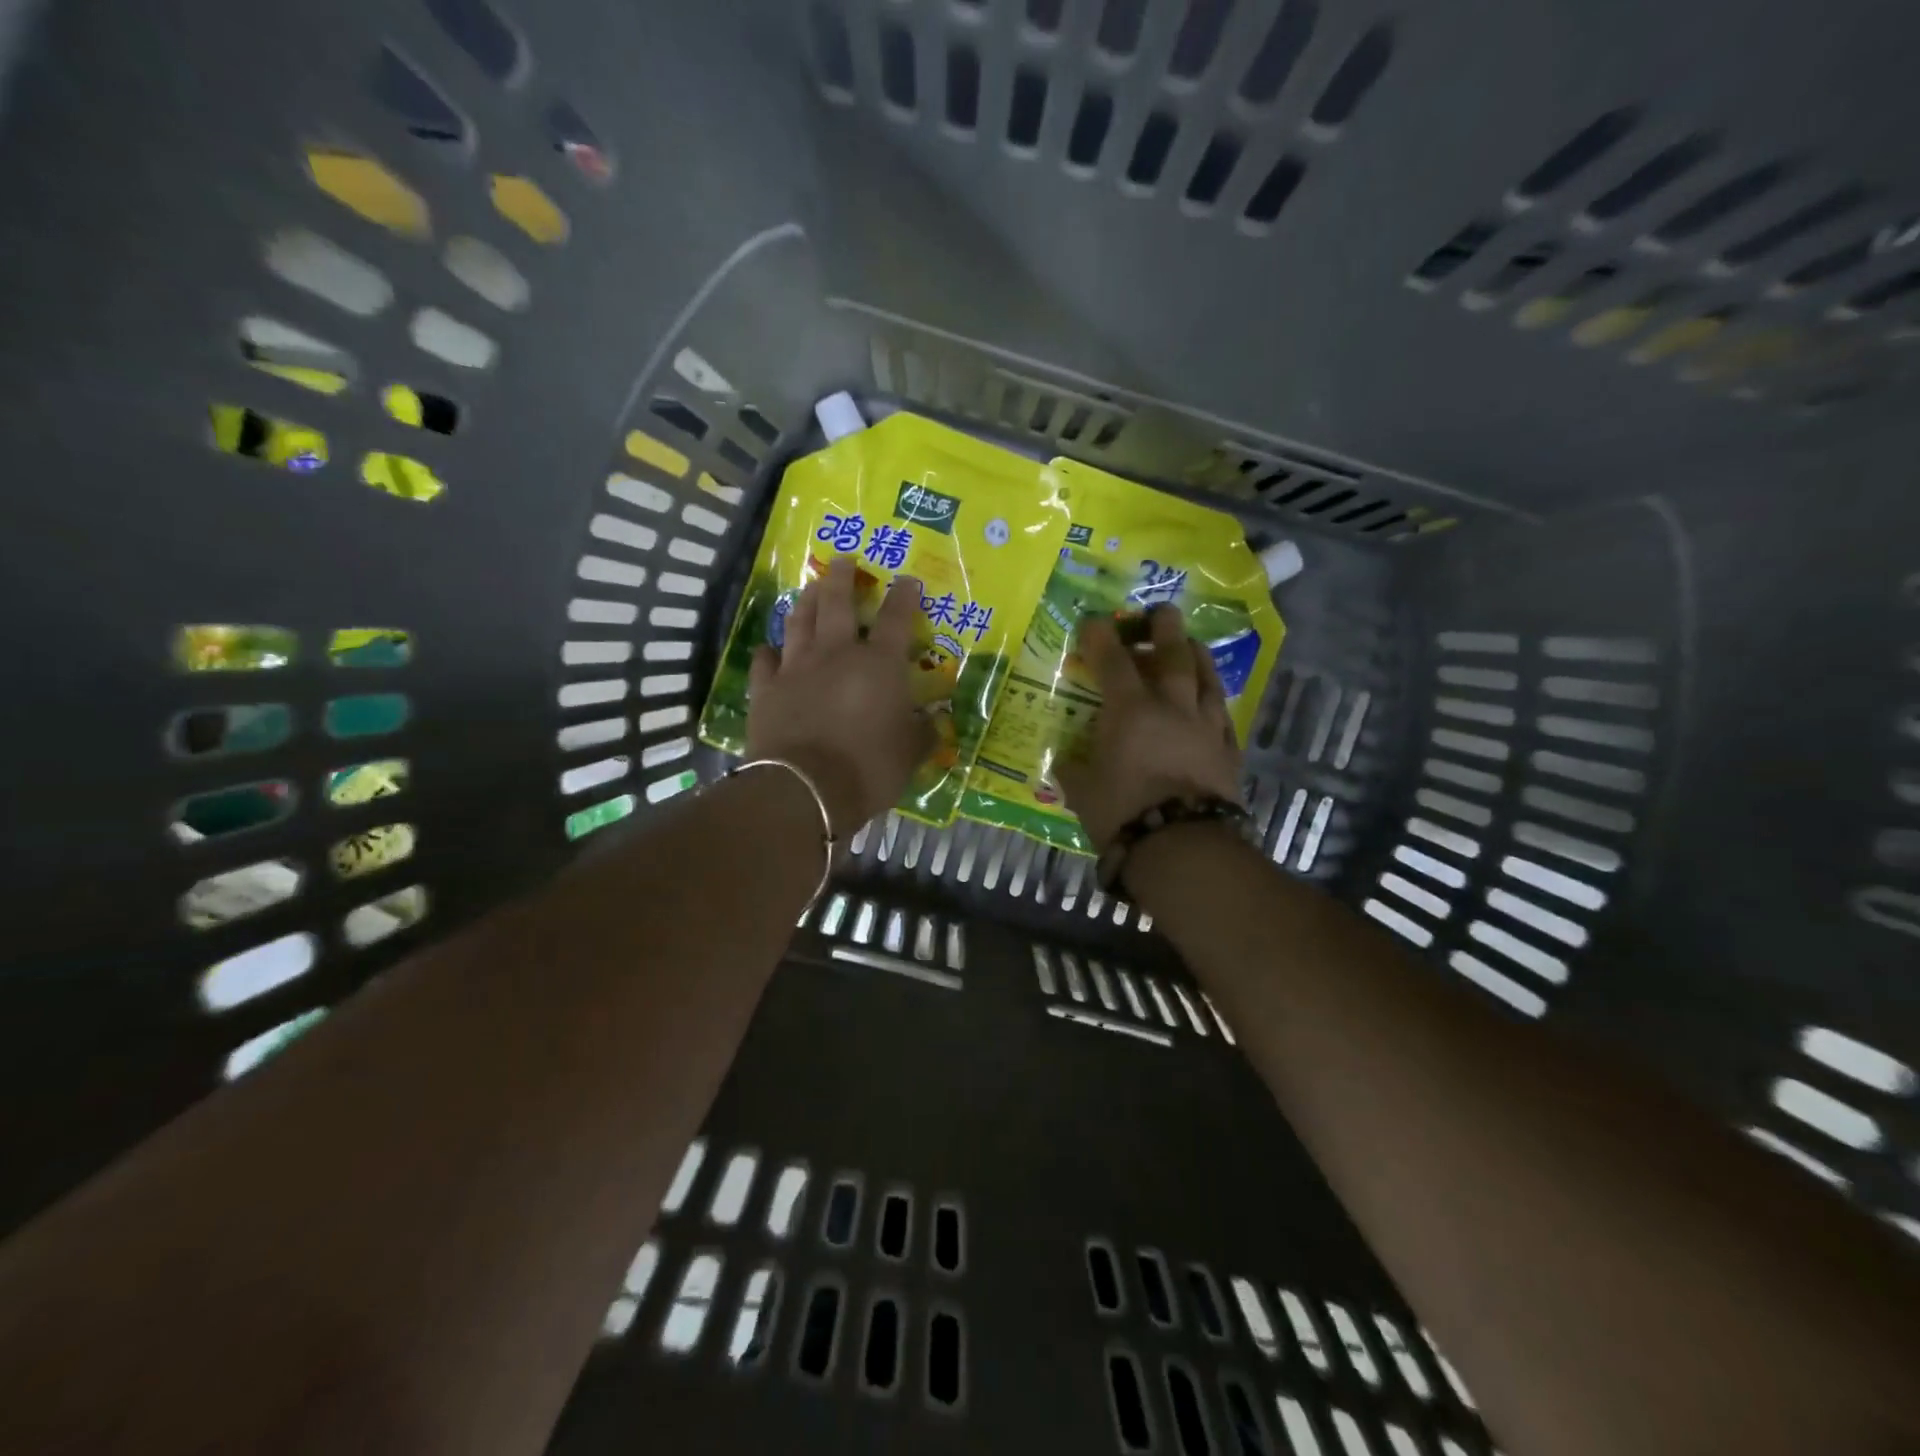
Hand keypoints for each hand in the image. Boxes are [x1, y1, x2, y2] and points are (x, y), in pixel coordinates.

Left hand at [747, 558, 933, 838]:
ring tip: (811, 587)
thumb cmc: (868, 769)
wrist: (804, 789)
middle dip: (843, 578)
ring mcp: (797, 668)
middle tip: (844, 559)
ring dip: (807, 601)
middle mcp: (837, 654)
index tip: (908, 579)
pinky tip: (769, 648)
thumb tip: (933, 721)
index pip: (896, 619)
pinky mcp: (766, 689)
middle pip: (838, 603)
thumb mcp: (910, 755)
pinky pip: (764, 661)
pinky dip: (768, 652)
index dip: (904, 596)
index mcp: (879, 665)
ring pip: (800, 621)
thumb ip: (922, 733)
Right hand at [1057, 606, 1244, 852]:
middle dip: (1164, 628)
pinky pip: (1223, 714)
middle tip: (1162, 611)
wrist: (1182, 846)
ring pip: (1206, 678)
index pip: (1112, 660)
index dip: (1100, 637)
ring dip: (1197, 655)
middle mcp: (1171, 706)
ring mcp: (1205, 726)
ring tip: (1192, 645)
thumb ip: (1072, 768)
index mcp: (1129, 710)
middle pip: (1173, 654)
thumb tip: (1063, 758)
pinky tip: (1211, 700)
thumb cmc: (1122, 813)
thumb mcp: (1082, 791)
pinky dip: (1213, 700)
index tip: (1093, 622)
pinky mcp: (1228, 750)